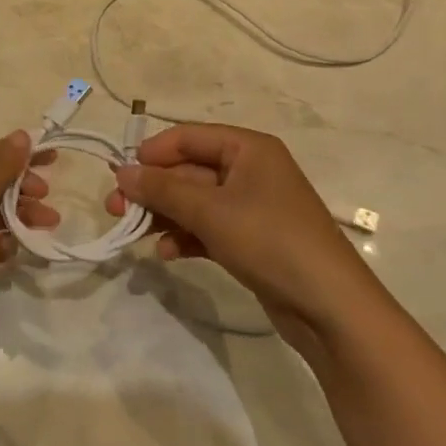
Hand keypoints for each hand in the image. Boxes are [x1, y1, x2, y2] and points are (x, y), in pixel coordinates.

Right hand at [106, 124, 367, 331]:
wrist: (331, 308)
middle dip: (153, 190)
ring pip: (195, 202)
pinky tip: (167, 253)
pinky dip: (186, 236)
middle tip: (115, 209)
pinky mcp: (252, 240)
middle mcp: (250, 170)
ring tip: (133, 234)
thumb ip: (163, 190)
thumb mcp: (211, 211)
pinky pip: (208, 228)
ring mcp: (252, 207)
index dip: (152, 153)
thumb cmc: (270, 241)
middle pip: (188, 171)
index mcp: (248, 148)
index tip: (120, 175)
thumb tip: (122, 172)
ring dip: (164, 215)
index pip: (188, 137)